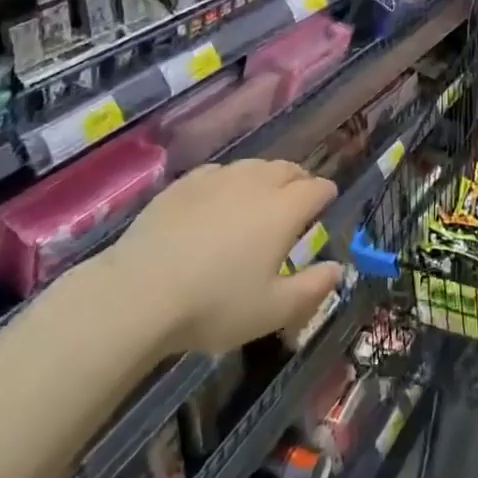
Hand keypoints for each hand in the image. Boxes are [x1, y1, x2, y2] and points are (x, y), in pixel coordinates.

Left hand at [109, 159, 345, 356]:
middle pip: (287, 169)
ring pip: (253, 166)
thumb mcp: (272, 310)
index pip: (316, 188)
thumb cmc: (214, 305)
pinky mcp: (184, 184)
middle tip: (299, 198)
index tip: (327, 202)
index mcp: (283, 210)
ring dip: (266, 177)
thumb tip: (337, 268)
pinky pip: (219, 172)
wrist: (140, 292)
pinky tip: (220, 198)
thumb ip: (312, 288)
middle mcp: (255, 183)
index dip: (326, 194)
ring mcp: (217, 179)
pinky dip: (230, 181)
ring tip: (262, 197)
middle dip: (299, 180)